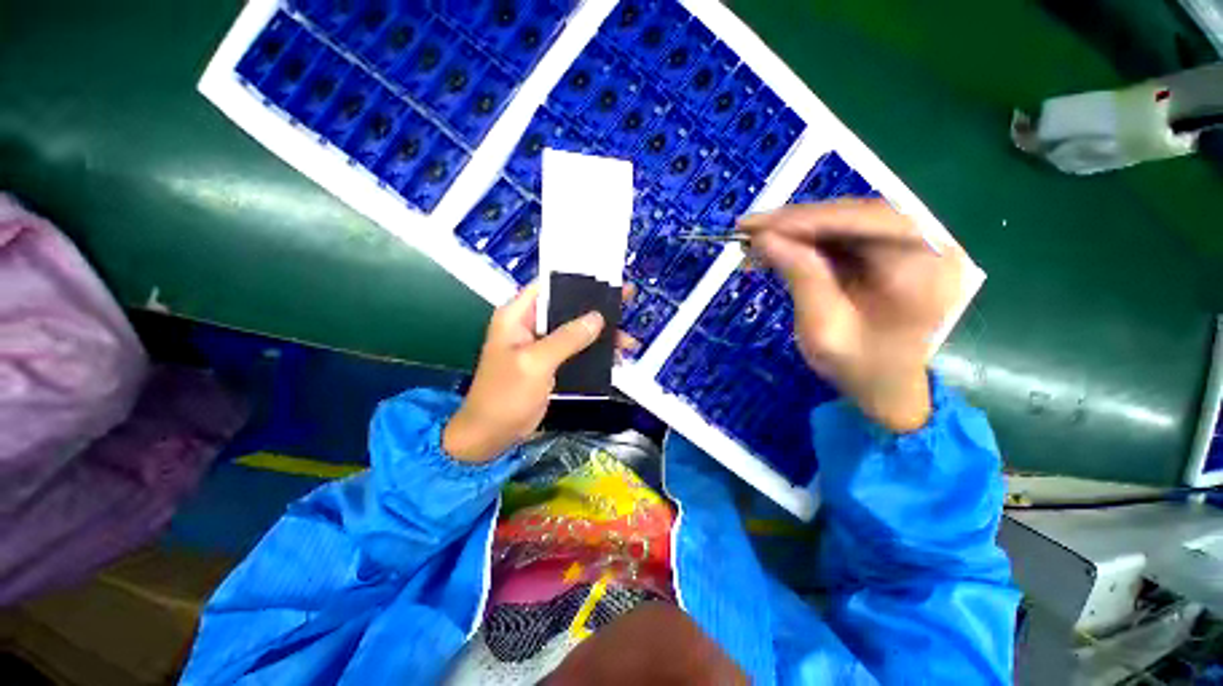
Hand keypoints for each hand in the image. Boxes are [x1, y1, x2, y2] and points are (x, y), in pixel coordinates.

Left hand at [443, 282, 637, 461]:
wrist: (491, 435)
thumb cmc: (505, 395)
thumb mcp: (535, 363)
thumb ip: (567, 338)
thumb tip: (598, 317)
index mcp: (518, 316)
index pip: (549, 286)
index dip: (577, 280)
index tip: (606, 279)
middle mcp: (530, 325)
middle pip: (567, 308)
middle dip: (597, 309)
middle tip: (627, 303)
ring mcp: (542, 346)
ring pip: (576, 331)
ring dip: (601, 335)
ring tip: (628, 341)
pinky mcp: (551, 364)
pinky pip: (577, 351)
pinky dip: (595, 354)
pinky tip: (615, 358)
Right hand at [740, 199, 963, 432]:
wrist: (887, 387)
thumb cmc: (860, 367)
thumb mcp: (824, 328)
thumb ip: (800, 277)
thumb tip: (764, 238)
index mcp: (926, 266)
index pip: (864, 221)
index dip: (806, 219)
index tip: (757, 225)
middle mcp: (927, 244)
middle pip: (854, 214)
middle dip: (796, 221)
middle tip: (749, 229)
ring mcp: (910, 245)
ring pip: (844, 221)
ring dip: (796, 229)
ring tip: (755, 240)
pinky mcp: (888, 252)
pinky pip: (842, 236)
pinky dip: (805, 240)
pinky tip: (776, 249)